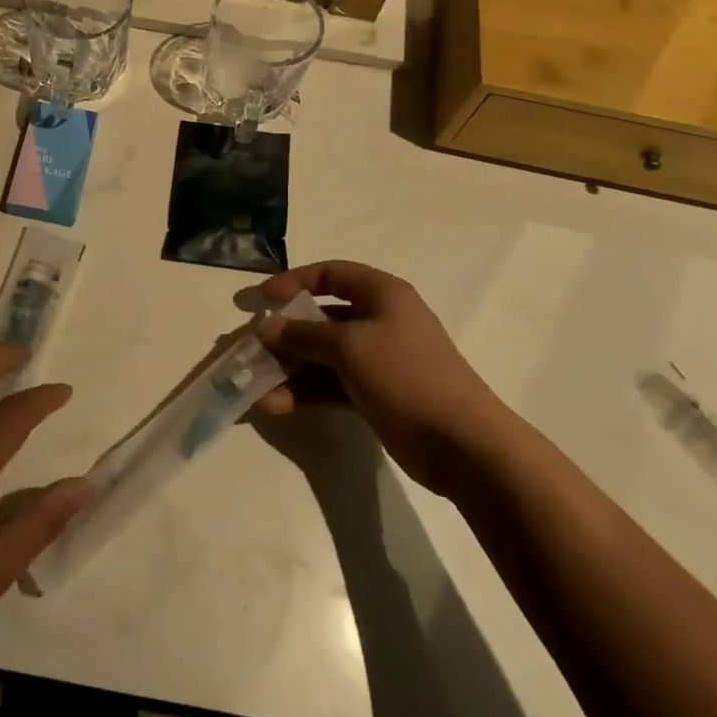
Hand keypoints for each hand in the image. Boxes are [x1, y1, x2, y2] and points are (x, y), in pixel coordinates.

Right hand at [255, 261, 505, 495]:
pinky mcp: (376, 394)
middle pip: (323, 317)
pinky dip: (306, 391)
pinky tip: (278, 405)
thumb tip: (265, 327)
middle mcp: (380, 320)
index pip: (331, 274)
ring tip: (260, 386)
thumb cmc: (405, 374)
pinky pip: (332, 384)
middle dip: (287, 333)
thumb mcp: (348, 347)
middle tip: (255, 348)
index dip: (295, 281)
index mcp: (382, 294)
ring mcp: (379, 359)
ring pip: (324, 355)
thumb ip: (302, 335)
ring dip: (292, 368)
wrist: (461, 442)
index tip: (263, 299)